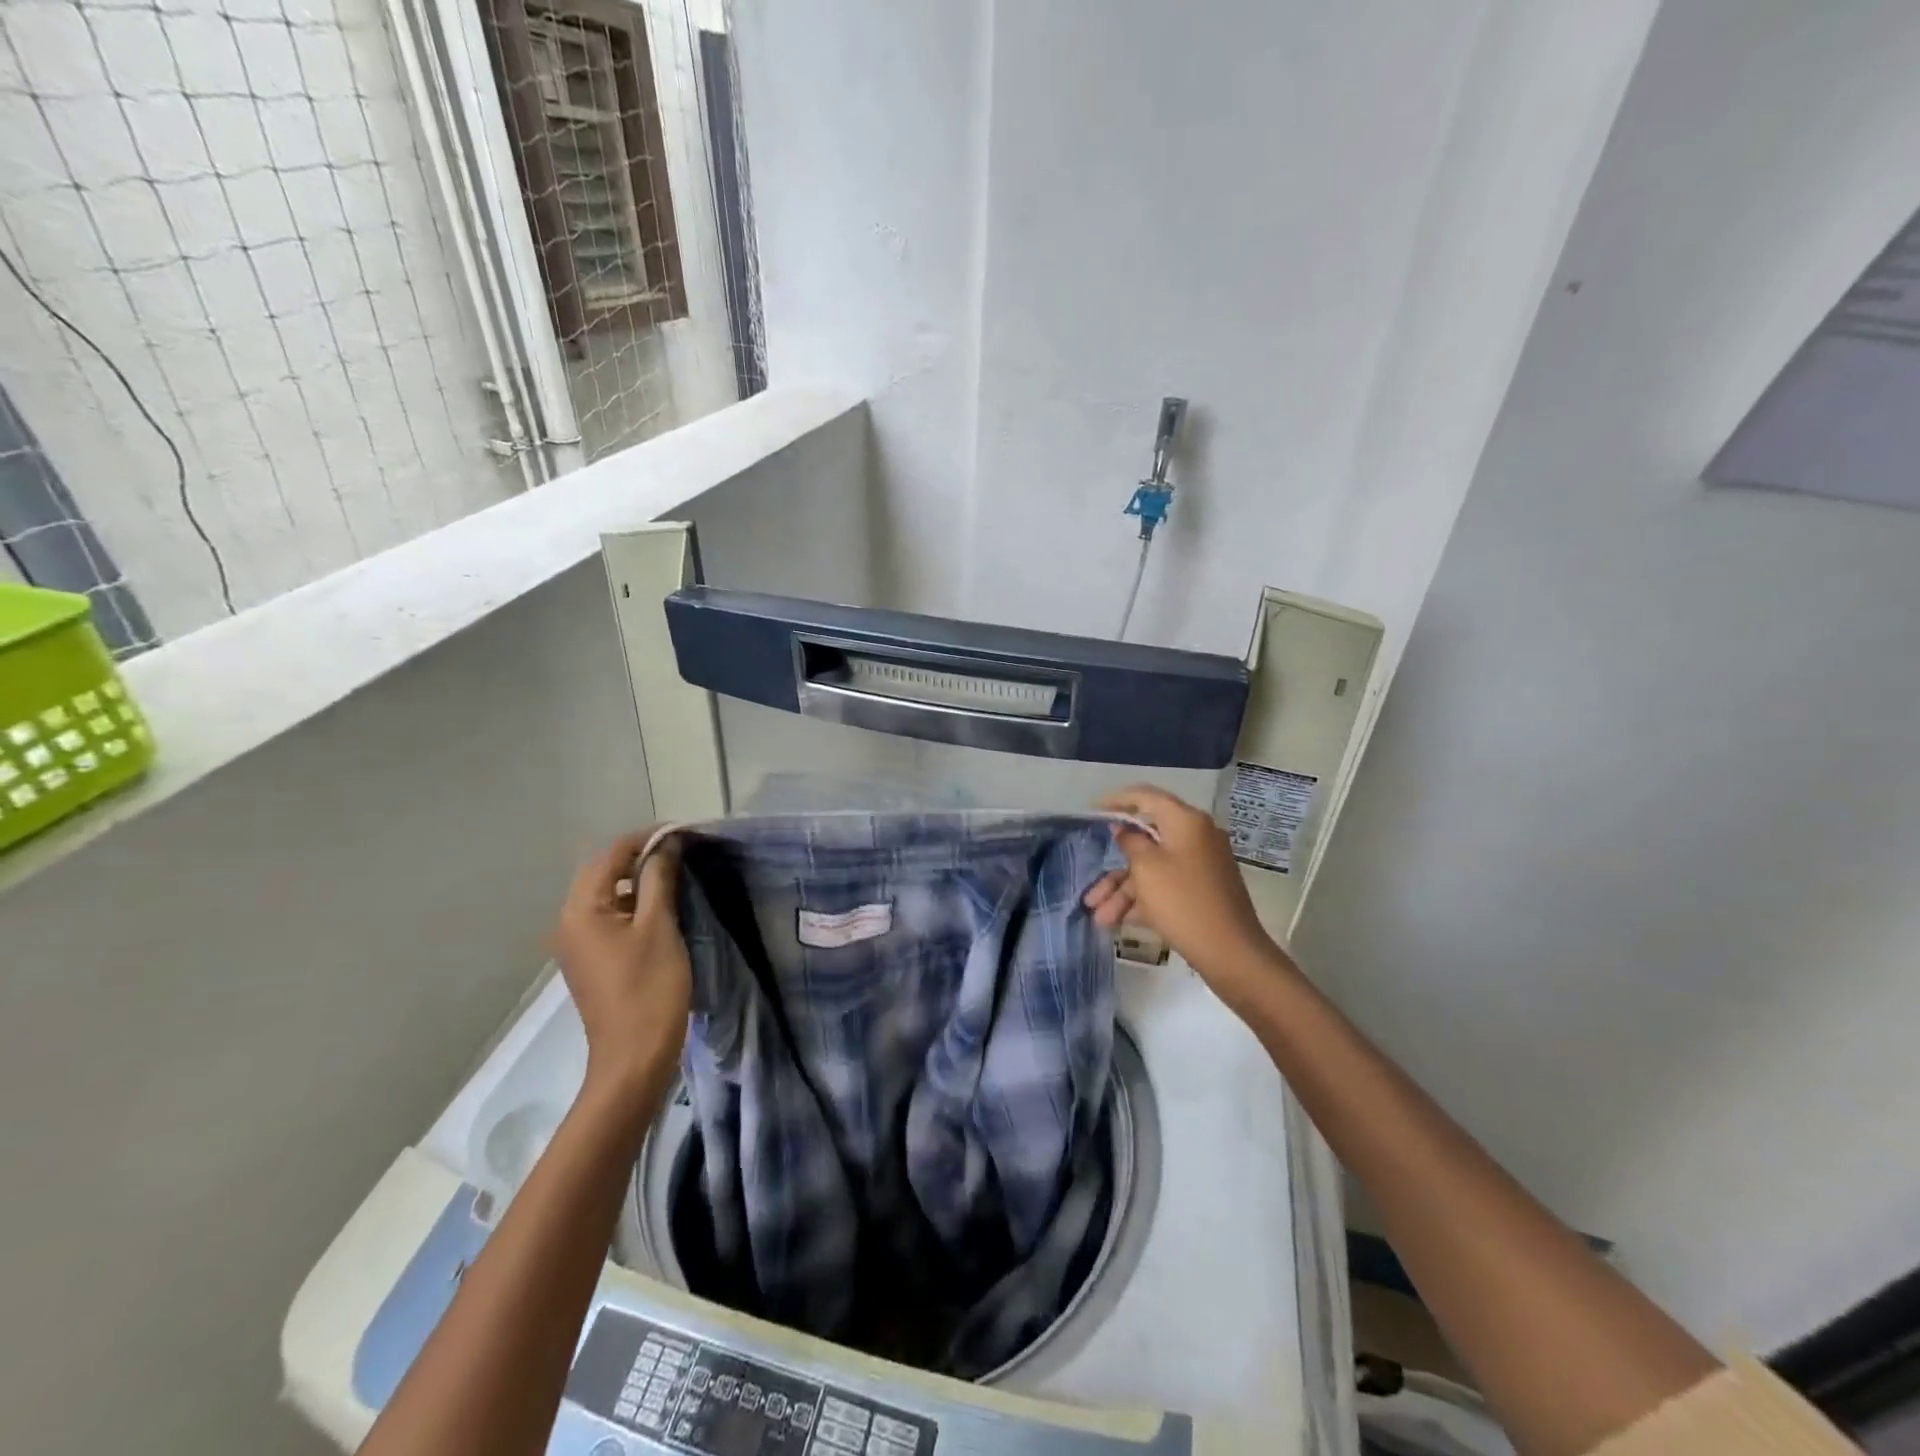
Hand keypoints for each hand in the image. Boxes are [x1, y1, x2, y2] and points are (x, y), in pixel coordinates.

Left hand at [554, 830, 691, 1094]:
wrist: (634, 1057)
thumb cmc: (649, 988)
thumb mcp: (659, 926)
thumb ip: (659, 879)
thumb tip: (666, 843)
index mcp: (581, 909)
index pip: (611, 854)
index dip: (647, 838)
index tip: (684, 834)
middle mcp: (570, 921)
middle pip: (605, 872)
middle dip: (642, 858)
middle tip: (683, 853)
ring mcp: (578, 943)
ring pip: (608, 895)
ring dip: (640, 882)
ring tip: (679, 877)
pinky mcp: (592, 960)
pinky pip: (610, 918)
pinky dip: (635, 906)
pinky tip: (664, 910)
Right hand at [1083, 786, 1280, 1000]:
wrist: (1231, 952)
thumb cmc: (1183, 902)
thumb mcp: (1146, 869)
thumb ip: (1130, 842)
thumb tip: (1124, 828)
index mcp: (1186, 821)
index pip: (1146, 797)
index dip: (1117, 800)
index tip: (1093, 809)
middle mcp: (1196, 836)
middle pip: (1146, 841)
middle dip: (1114, 866)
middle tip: (1091, 884)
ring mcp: (1201, 865)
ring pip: (1153, 868)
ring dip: (1123, 891)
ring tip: (1099, 918)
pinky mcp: (1202, 890)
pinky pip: (1166, 885)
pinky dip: (1143, 899)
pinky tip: (1119, 922)